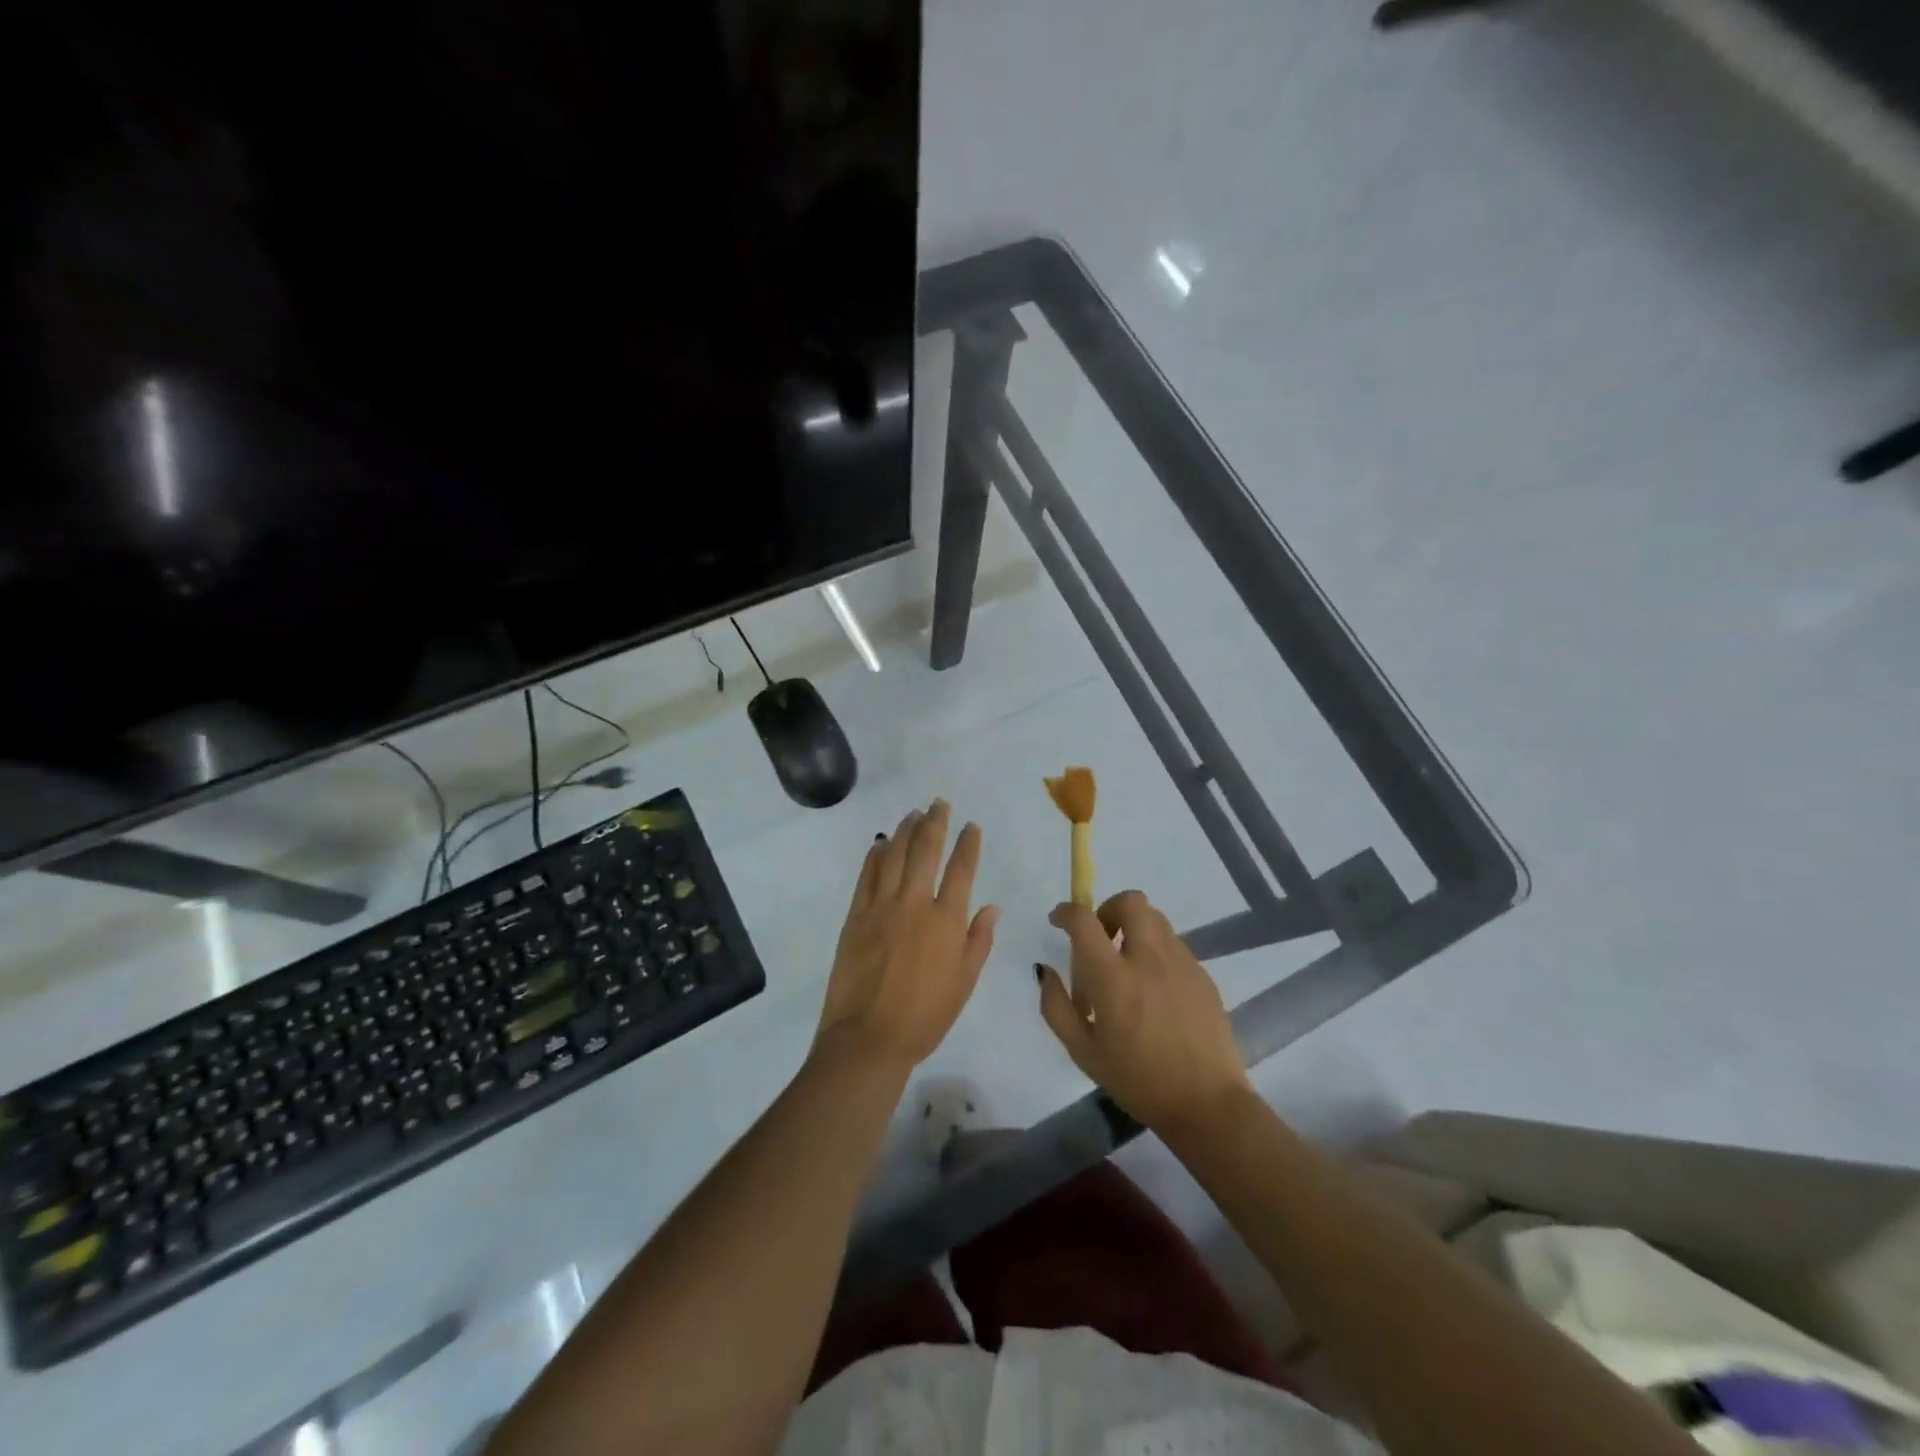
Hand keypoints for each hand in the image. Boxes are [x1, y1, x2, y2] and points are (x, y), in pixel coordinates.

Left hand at [814, 800, 998, 1075]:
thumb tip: (991, 906)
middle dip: (935, 823)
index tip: (971, 825)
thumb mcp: (964, 982)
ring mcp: (881, 907)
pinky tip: (880, 844)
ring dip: (905, 831)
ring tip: (913, 814)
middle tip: (939, 803)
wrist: (869, 1038)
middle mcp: (915, 904)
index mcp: (947, 920)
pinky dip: (875, 856)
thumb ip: (979, 940)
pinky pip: (866, 877)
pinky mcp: (856, 916)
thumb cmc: (926, 1016)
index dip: (968, 843)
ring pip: (894, 856)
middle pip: (926, 851)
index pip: (961, 869)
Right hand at [1038, 890, 1251, 1133]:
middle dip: (1108, 909)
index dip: (1066, 912)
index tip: (1058, 921)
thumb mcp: (1083, 1052)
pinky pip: (1173, 944)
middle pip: (1130, 901)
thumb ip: (1056, 1007)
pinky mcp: (1202, 974)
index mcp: (1114, 979)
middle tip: (1101, 939)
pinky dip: (1156, 951)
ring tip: (1128, 966)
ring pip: (1155, 919)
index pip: (1084, 921)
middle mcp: (1148, 959)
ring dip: (1134, 929)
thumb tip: (1045, 970)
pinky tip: (1154, 990)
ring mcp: (1181, 963)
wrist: (1207, 1104)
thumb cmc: (1138, 1082)